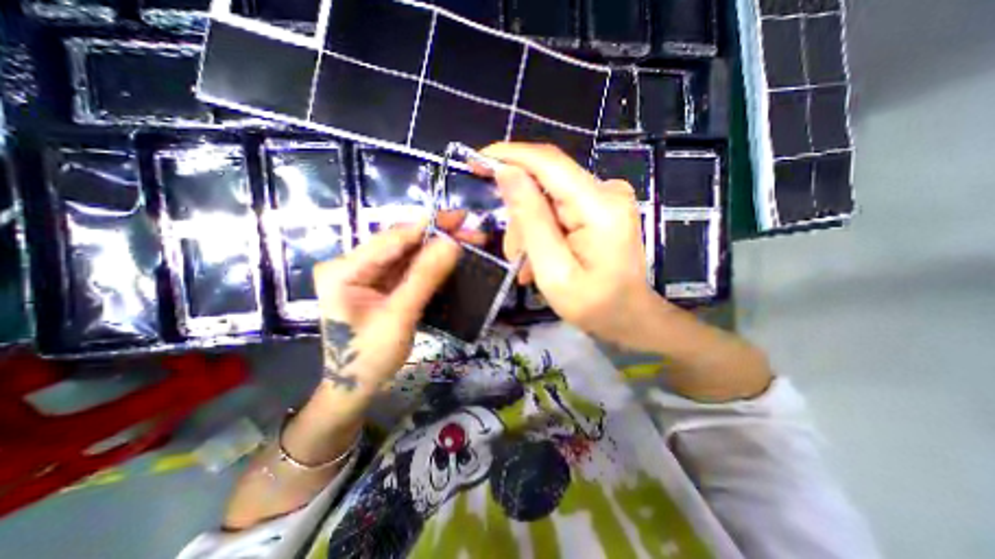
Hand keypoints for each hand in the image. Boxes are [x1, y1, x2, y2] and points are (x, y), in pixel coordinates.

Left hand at [312, 209, 480, 397]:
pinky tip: (451, 257)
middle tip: (471, 230)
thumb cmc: (369, 357)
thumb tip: (452, 243)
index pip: (391, 239)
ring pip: (408, 254)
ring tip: (468, 241)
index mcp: (344, 270)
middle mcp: (353, 265)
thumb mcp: (399, 316)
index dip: (428, 226)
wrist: (355, 387)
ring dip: (438, 248)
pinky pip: (409, 269)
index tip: (459, 217)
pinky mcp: (381, 285)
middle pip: (401, 243)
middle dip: (438, 236)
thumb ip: (425, 277)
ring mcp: (367, 275)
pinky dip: (432, 263)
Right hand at [482, 139, 667, 348]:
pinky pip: (559, 207)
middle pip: (545, 183)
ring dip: (530, 229)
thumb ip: (531, 220)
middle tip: (513, 254)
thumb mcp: (553, 270)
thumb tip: (507, 173)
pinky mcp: (601, 207)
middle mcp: (607, 191)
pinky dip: (543, 230)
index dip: (510, 156)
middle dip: (520, 216)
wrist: (628, 316)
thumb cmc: (593, 304)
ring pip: (548, 198)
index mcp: (600, 206)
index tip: (477, 161)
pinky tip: (540, 258)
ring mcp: (606, 197)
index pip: (548, 162)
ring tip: (528, 265)